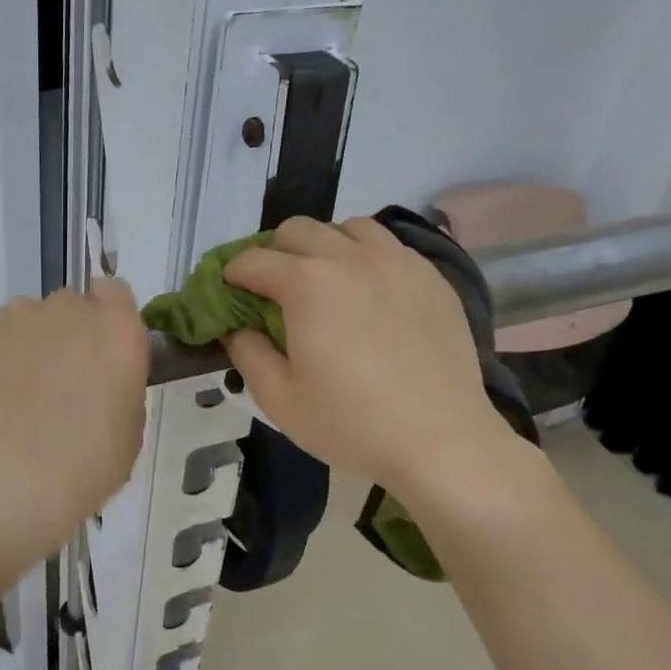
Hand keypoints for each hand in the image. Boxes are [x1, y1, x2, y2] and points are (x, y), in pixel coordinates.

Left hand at [0, 279, 149, 570]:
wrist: (11, 475)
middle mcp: (70, 307)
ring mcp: (17, 312)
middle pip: (67, 307)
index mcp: (118, 329)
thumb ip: (117, 388)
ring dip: (20, 346)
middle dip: (61, 336)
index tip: (96, 351)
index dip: (104, 318)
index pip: (114, 294)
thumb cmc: (86, 464)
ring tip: (7, 397)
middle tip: (53, 385)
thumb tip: (97, 384)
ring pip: (21, 321)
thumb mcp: (127, 430)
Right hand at [222, 217, 535, 495]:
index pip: (252, 260)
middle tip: (275, 292)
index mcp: (307, 284)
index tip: (229, 297)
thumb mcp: (279, 398)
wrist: (441, 441)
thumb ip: (246, 353)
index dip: (231, 276)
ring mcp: (397, 262)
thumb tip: (237, 327)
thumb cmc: (351, 423)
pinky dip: (367, 258)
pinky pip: (390, 247)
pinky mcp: (431, 277)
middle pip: (297, 229)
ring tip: (327, 284)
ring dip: (325, 247)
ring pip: (349, 228)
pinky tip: (370, 295)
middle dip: (274, 253)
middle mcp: (350, 258)